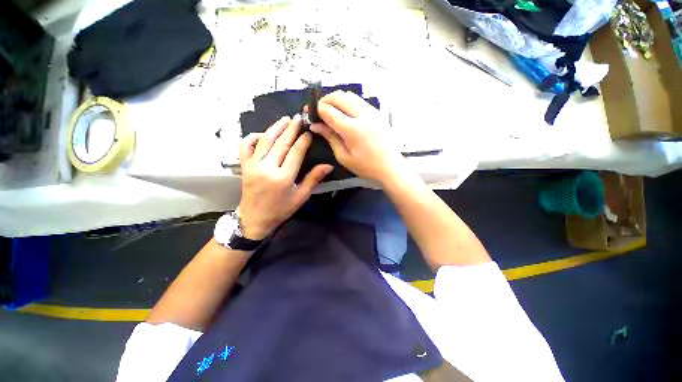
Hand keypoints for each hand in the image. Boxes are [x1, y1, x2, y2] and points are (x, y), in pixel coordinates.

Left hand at [237, 115, 332, 239]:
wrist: (255, 218)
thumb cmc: (281, 209)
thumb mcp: (301, 196)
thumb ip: (313, 179)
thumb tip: (328, 165)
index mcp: (283, 178)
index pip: (295, 152)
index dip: (303, 140)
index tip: (309, 131)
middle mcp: (267, 168)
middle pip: (281, 143)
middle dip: (291, 128)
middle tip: (299, 117)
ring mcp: (253, 165)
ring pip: (265, 140)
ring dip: (276, 127)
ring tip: (285, 119)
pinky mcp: (244, 165)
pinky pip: (245, 146)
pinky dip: (253, 136)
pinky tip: (262, 133)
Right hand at [310, 91, 404, 182]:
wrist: (390, 166)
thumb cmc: (366, 166)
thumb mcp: (344, 156)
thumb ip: (330, 138)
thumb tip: (315, 125)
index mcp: (352, 129)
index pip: (329, 110)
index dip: (316, 109)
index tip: (309, 113)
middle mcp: (362, 115)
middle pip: (338, 97)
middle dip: (324, 101)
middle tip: (318, 111)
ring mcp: (371, 111)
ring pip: (349, 95)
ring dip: (336, 99)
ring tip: (330, 111)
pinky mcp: (377, 112)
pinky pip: (358, 100)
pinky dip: (347, 101)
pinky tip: (344, 112)